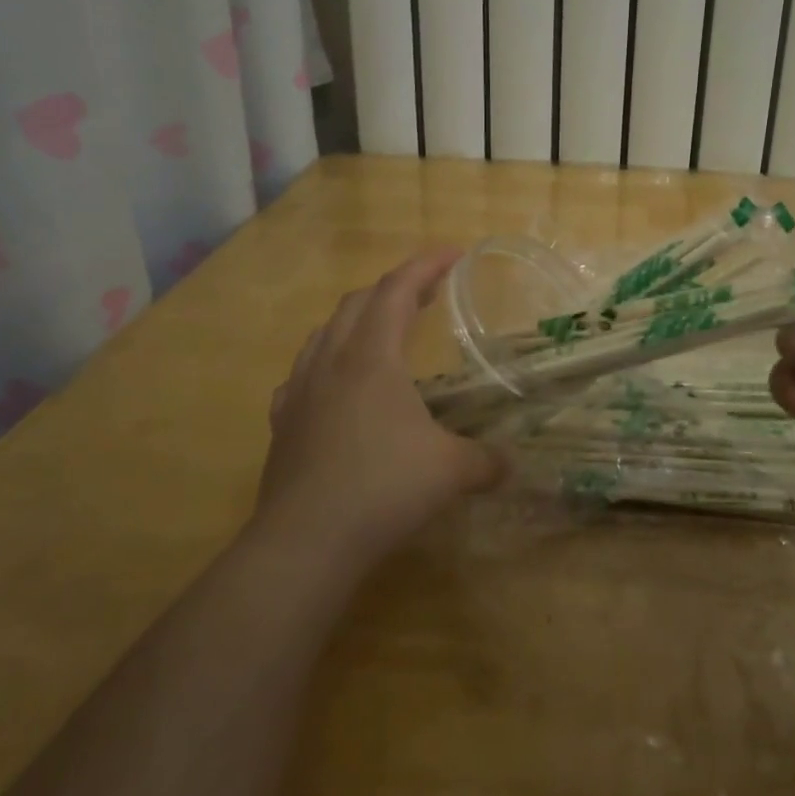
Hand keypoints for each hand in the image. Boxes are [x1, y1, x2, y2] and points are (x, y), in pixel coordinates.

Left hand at [257, 248, 503, 572]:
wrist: (305, 542)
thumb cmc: (383, 489)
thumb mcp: (451, 472)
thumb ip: (487, 461)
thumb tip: (511, 465)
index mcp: (372, 357)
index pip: (397, 290)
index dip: (426, 265)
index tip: (454, 253)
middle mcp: (332, 362)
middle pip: (359, 303)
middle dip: (395, 288)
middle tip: (427, 293)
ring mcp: (300, 391)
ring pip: (325, 332)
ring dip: (357, 319)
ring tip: (381, 330)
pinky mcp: (283, 423)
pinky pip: (303, 373)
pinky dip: (326, 361)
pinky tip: (335, 384)